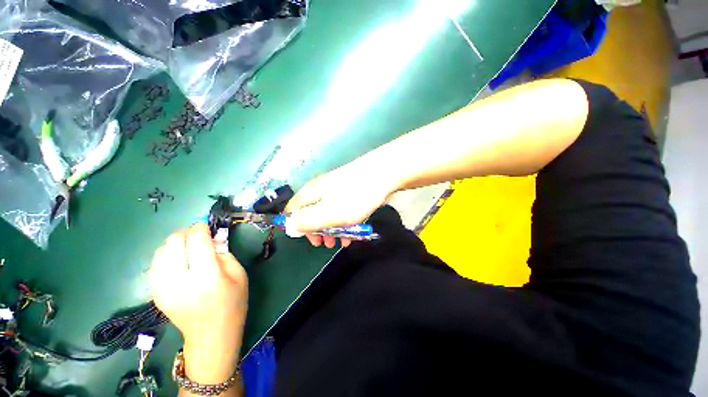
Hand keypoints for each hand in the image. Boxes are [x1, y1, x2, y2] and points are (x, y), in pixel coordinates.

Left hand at [149, 224, 246, 383]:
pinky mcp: (156, 294)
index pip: (196, 240)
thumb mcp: (239, 275)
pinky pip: (154, 265)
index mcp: (207, 276)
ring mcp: (163, 288)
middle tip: (198, 237)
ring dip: (175, 243)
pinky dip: (166, 256)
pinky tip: (177, 261)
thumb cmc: (232, 303)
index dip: (201, 228)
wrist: (211, 335)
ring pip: (160, 251)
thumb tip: (213, 238)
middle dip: (186, 232)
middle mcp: (180, 280)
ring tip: (187, 248)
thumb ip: (225, 253)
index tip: (207, 227)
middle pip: (174, 241)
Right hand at [285, 160, 397, 247]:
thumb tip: (290, 227)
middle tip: (326, 244)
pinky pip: (342, 209)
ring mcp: (335, 189)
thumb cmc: (355, 197)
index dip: (297, 227)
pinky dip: (344, 222)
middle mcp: (320, 189)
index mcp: (310, 193)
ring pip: (328, 212)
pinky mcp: (349, 191)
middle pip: (311, 212)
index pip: (293, 210)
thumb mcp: (328, 214)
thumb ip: (307, 221)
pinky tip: (352, 233)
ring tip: (341, 242)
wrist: (383, 173)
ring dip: (332, 229)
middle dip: (318, 231)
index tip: (309, 240)